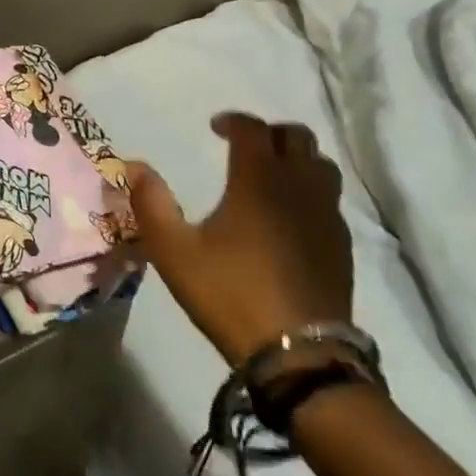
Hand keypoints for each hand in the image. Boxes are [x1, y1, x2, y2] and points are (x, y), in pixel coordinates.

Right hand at [127, 113, 352, 367]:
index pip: (254, 130)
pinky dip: (310, 191)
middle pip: (297, 137)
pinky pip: (330, 199)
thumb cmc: (229, 293)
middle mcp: (299, 188)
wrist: (299, 354)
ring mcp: (327, 216)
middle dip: (270, 133)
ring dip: (296, 159)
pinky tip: (290, 216)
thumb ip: (150, 202)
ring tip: (271, 175)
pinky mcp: (342, 244)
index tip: (215, 128)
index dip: (234, 121)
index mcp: (258, 181)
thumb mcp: (173, 250)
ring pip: (321, 165)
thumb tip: (133, 165)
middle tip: (244, 146)